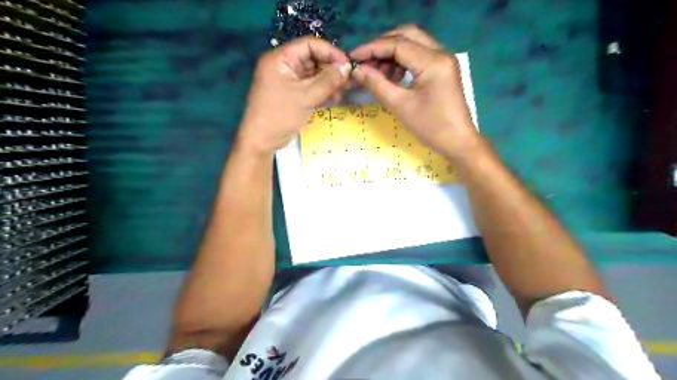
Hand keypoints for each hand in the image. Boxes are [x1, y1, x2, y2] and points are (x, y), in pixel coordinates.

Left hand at [238, 35, 351, 154]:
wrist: (262, 141)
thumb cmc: (280, 115)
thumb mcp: (306, 96)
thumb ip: (328, 80)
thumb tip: (347, 67)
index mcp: (281, 59)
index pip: (309, 45)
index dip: (330, 52)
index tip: (347, 65)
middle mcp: (284, 66)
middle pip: (313, 60)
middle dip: (331, 70)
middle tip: (349, 81)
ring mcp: (288, 81)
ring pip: (314, 75)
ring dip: (329, 83)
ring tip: (343, 92)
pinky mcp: (293, 95)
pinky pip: (311, 88)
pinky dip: (323, 92)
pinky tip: (335, 99)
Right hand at [349, 24, 479, 158]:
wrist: (457, 142)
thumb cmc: (430, 127)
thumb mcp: (400, 106)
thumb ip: (377, 84)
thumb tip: (357, 70)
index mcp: (433, 61)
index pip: (397, 44)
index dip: (372, 48)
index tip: (352, 57)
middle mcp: (440, 52)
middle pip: (406, 35)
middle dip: (382, 45)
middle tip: (365, 61)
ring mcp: (443, 59)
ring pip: (412, 43)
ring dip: (391, 54)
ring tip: (376, 73)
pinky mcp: (442, 68)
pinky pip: (418, 55)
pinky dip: (402, 61)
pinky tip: (392, 77)